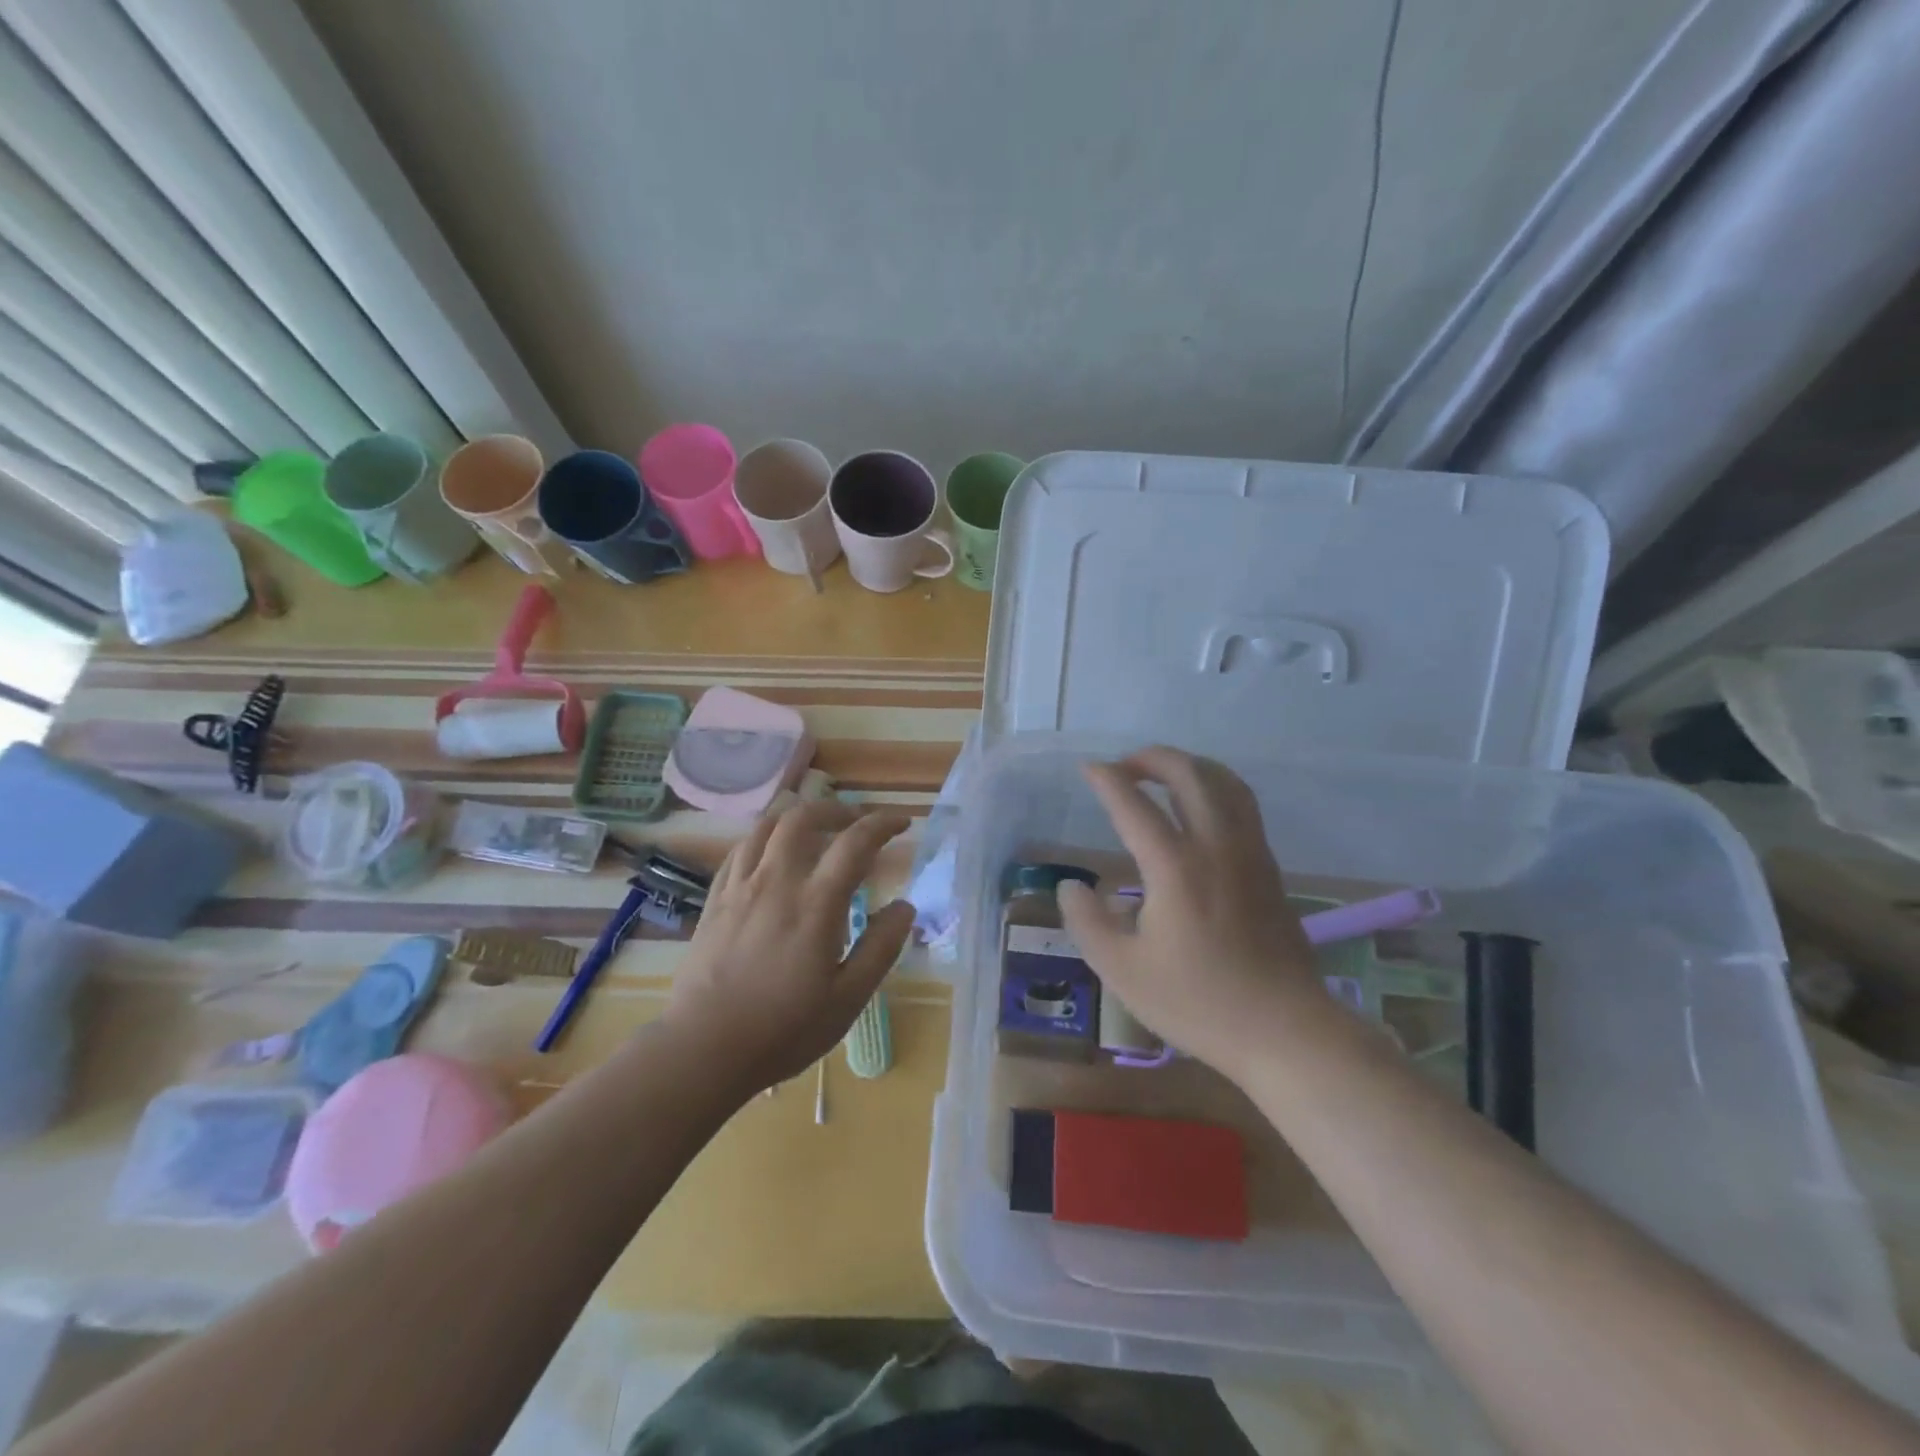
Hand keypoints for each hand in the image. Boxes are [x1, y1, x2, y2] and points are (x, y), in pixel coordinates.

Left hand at [663, 801, 914, 1093]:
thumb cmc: (784, 1029)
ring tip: (815, 831)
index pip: (855, 842)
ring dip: (797, 818)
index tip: (901, 823)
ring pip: (767, 826)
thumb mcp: (848, 998)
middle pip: (804, 817)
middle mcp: (777, 882)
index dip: (882, 824)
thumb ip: (881, 947)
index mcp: (816, 903)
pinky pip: (740, 850)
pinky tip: (772, 855)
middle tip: (855, 824)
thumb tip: (905, 907)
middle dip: (836, 810)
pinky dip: (764, 839)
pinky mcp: (715, 900)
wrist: (705, 1049)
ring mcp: (741, 887)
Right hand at [1057, 747, 1325, 1082]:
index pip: (1134, 805)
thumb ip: (1086, 921)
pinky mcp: (1269, 868)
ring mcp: (1250, 853)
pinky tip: (1200, 808)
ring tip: (1163, 774)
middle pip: (1189, 774)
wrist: (1285, 1030)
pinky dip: (1215, 787)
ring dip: (1190, 766)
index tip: (1088, 769)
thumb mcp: (1122, 970)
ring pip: (1225, 783)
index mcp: (1175, 867)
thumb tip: (1071, 885)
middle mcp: (1216, 846)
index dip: (1107, 780)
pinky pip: (1242, 805)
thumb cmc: (1197, 1002)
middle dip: (1152, 758)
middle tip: (1124, 766)